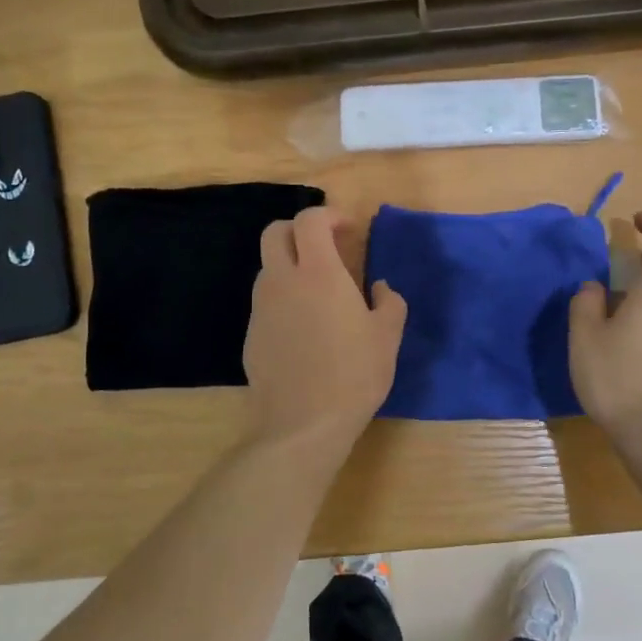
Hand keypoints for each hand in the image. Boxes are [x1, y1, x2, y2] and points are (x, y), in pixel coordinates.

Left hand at [244, 206, 406, 451]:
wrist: (302, 424)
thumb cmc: (353, 375)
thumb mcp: (387, 337)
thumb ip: (389, 302)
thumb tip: (380, 288)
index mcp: (318, 273)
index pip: (309, 220)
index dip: (329, 216)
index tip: (349, 231)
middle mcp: (282, 281)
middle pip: (275, 232)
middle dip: (299, 230)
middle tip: (327, 248)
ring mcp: (261, 308)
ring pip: (268, 267)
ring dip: (291, 265)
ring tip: (319, 292)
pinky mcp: (251, 335)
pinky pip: (266, 302)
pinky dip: (284, 298)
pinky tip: (305, 328)